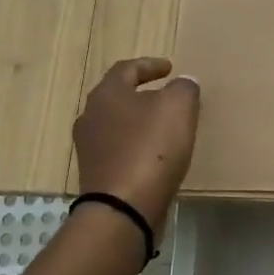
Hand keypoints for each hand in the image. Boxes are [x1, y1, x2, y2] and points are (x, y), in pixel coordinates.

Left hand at [72, 58, 199, 233]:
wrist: (123, 208)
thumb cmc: (151, 149)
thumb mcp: (178, 108)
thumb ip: (183, 88)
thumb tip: (183, 82)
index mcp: (107, 94)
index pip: (127, 68)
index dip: (150, 65)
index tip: (169, 67)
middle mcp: (90, 116)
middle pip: (118, 97)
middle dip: (142, 94)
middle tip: (166, 95)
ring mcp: (89, 148)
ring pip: (117, 125)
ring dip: (138, 122)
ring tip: (163, 127)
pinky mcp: (96, 175)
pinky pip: (119, 151)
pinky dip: (136, 147)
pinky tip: (155, 156)